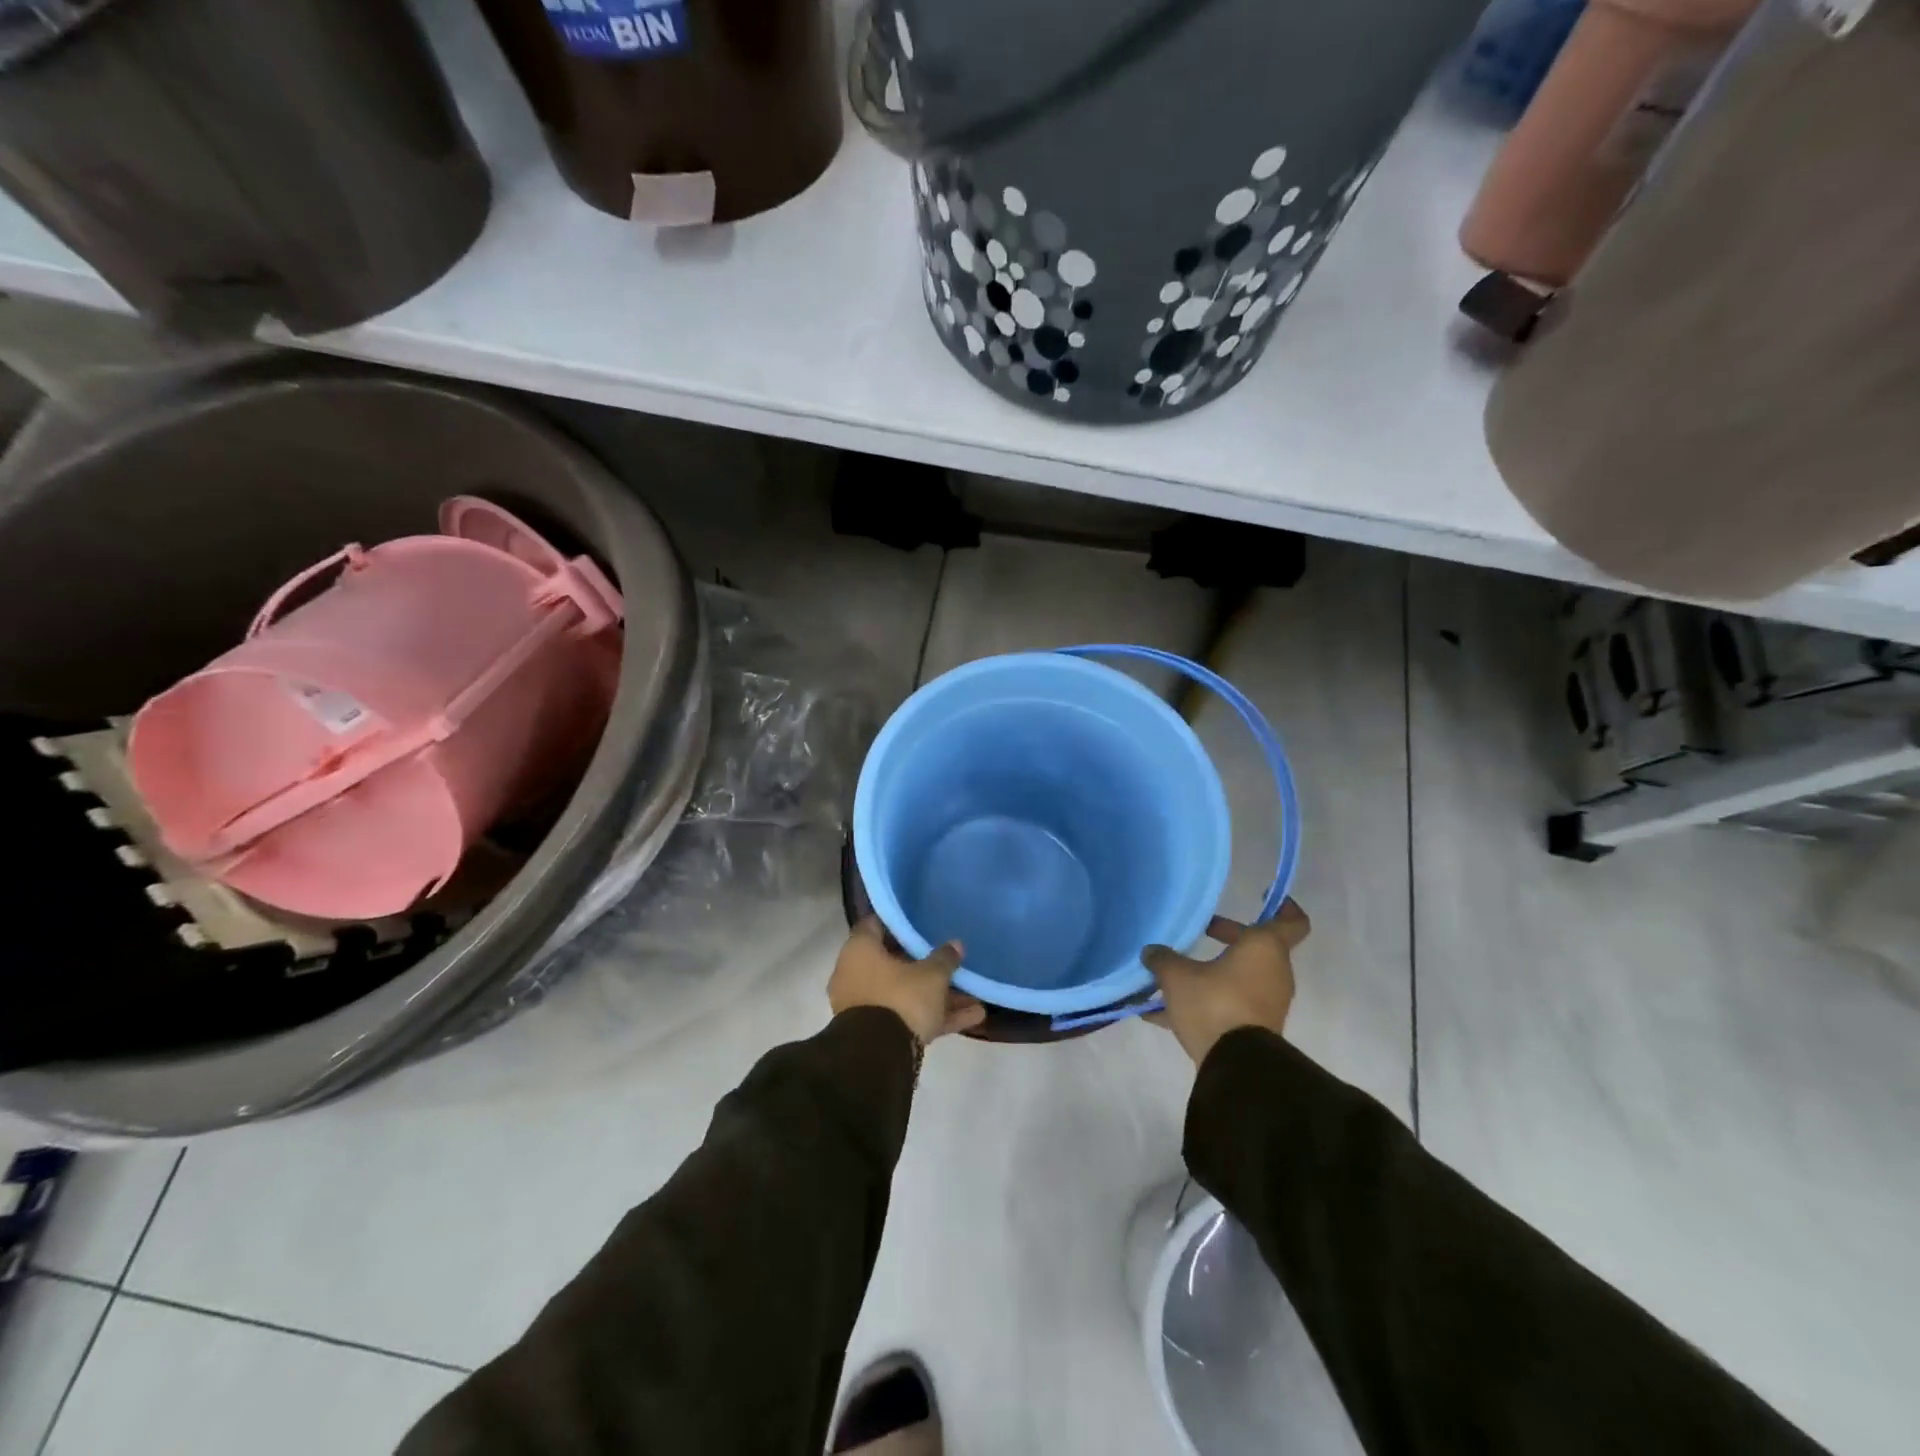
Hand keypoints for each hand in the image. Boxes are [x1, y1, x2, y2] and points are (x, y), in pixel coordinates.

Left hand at [830, 918, 986, 1044]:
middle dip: (926, 965)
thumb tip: (955, 945)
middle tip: (950, 960)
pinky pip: (908, 1017)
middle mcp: (856, 975)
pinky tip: (973, 1018)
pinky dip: (935, 1017)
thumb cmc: (901, 998)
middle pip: (895, 963)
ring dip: (938, 996)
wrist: (879, 1057)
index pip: (876, 925)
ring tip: (974, 996)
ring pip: (905, 994)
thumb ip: (944, 958)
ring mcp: (865, 1006)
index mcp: (860, 951)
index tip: (921, 922)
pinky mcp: (877, 1033)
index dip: (900, 923)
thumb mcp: (931, 975)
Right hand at [1142, 901, 1309, 1065]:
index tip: (1263, 896)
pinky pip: (1230, 1004)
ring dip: (1214, 972)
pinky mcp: (1256, 1028)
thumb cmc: (1214, 1003)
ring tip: (1175, 974)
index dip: (1283, 905)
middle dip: (1229, 937)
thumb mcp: (1177, 976)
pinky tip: (1162, 1013)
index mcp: (1264, 948)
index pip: (1292, 921)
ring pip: (1241, 976)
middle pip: (1257, 947)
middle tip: (1201, 931)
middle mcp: (1274, 972)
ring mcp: (1267, 1003)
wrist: (1237, 1067)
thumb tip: (1151, 952)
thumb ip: (1163, 958)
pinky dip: (1205, 1002)